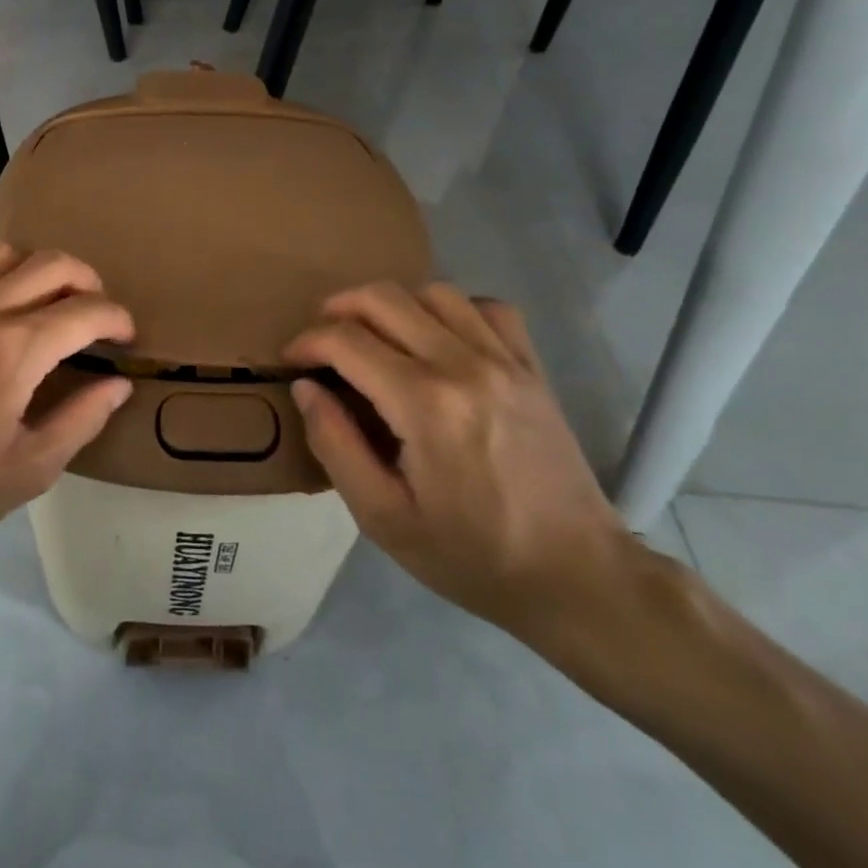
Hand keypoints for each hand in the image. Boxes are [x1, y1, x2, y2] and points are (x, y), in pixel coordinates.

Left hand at [0, 244, 133, 579]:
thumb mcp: (28, 471)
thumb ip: (81, 419)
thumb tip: (118, 384)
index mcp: (14, 351)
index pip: (86, 310)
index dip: (117, 319)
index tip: (126, 338)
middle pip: (53, 264)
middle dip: (89, 281)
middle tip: (97, 313)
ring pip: (5, 252)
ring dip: (38, 269)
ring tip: (46, 302)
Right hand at [283, 283, 639, 638]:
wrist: (576, 576)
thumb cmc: (471, 555)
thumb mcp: (383, 518)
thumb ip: (335, 444)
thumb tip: (306, 387)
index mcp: (424, 404)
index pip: (347, 340)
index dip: (307, 341)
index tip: (292, 359)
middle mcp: (464, 365)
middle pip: (384, 298)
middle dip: (338, 308)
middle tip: (322, 339)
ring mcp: (504, 360)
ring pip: (433, 291)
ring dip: (391, 303)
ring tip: (374, 334)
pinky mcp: (531, 367)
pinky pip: (487, 307)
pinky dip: (452, 309)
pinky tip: (439, 337)